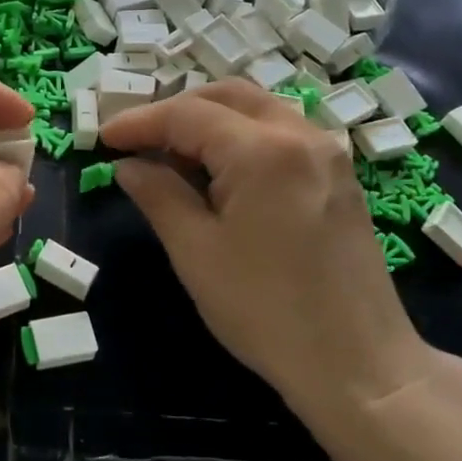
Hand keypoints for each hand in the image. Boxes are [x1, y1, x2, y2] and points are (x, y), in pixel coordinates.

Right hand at [100, 80, 436, 417]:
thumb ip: (158, 195)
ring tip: (175, 157)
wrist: (358, 364)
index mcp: (262, 150)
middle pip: (228, 96)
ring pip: (259, 110)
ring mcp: (328, 154)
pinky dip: (243, 138)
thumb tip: (128, 165)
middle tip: (139, 141)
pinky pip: (282, 134)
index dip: (140, 122)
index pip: (187, 114)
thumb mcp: (196, 252)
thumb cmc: (265, 310)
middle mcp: (301, 135)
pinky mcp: (340, 177)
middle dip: (177, 111)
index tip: (104, 137)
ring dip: (212, 121)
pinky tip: (221, 174)